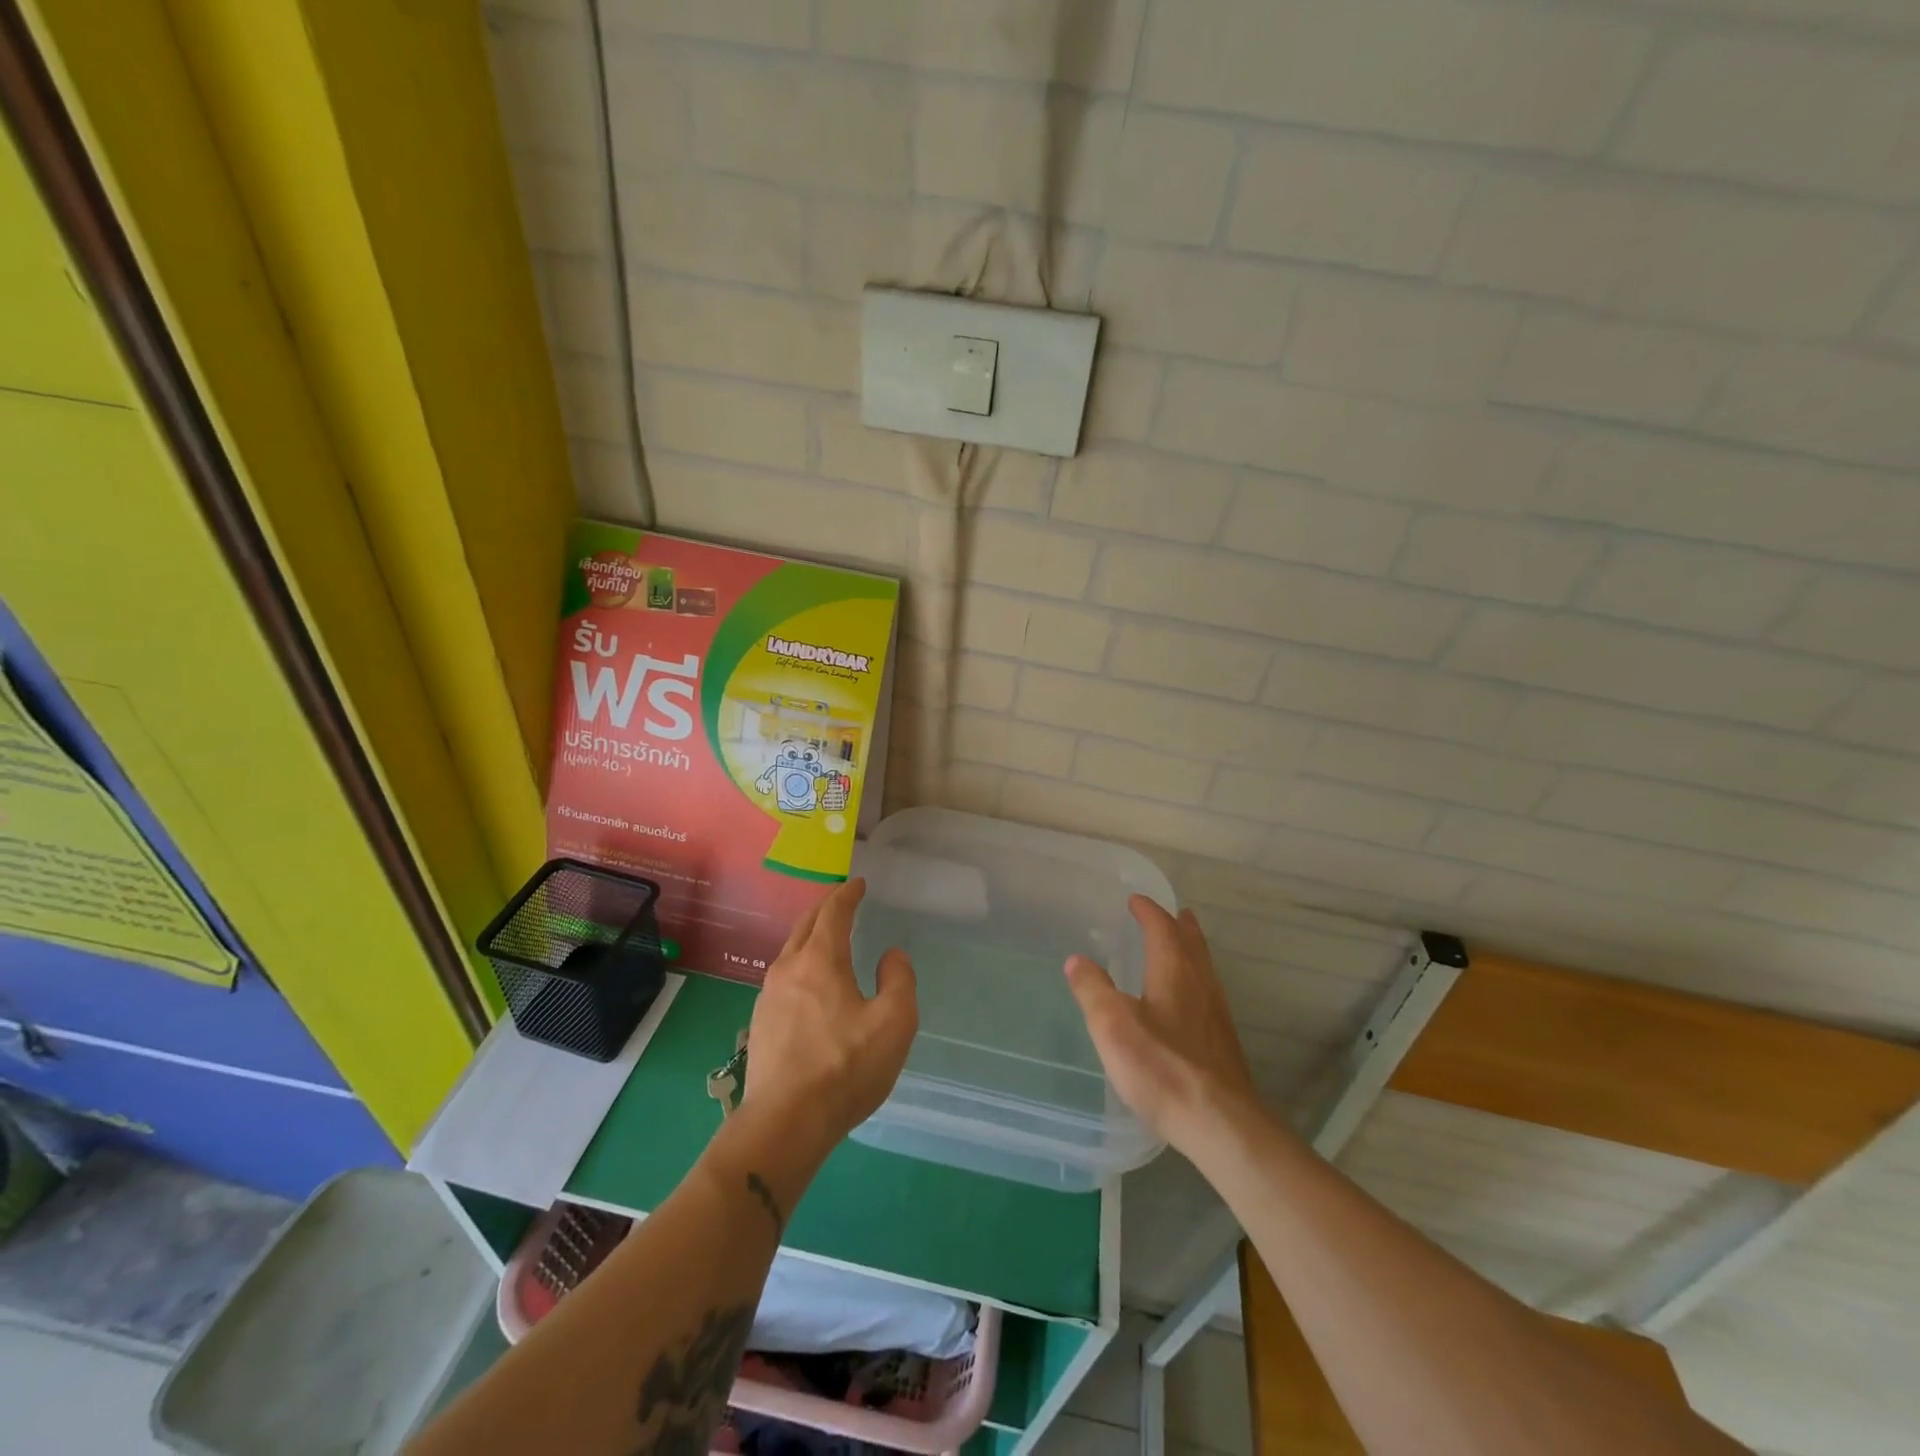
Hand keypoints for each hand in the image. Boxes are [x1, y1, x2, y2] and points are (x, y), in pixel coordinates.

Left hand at [742, 879, 917, 1157]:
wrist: (784, 1123)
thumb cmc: (845, 1068)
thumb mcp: (894, 1023)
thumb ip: (899, 980)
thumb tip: (890, 955)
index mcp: (820, 960)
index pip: (833, 912)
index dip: (847, 894)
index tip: (858, 883)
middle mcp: (789, 969)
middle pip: (806, 925)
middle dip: (825, 908)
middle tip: (842, 901)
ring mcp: (768, 996)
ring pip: (791, 951)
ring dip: (810, 936)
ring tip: (827, 939)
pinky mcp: (760, 1023)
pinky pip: (784, 978)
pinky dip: (801, 964)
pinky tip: (810, 984)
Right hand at [1065, 896, 1259, 1152]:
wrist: (1220, 1123)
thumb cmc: (1162, 1067)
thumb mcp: (1113, 1025)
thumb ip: (1092, 989)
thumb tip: (1077, 959)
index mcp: (1174, 971)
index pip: (1162, 928)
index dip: (1148, 911)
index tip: (1135, 900)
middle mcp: (1201, 984)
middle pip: (1192, 943)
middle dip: (1179, 925)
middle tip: (1172, 913)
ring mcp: (1216, 1014)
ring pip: (1203, 968)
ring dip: (1191, 950)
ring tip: (1182, 946)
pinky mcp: (1222, 1042)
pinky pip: (1207, 992)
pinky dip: (1195, 979)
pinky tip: (1188, 1001)